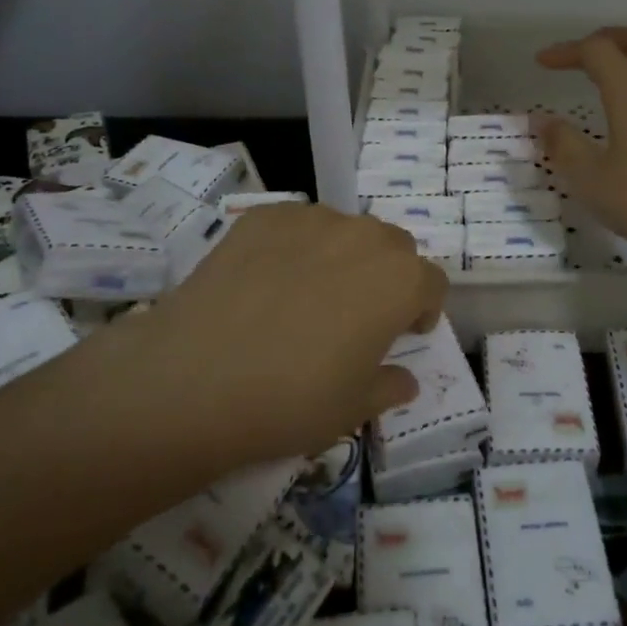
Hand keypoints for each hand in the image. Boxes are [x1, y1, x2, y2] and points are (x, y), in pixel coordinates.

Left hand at [136, 203, 444, 461]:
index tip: (404, 333)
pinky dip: (295, 246)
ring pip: (345, 230)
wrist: (194, 379)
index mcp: (399, 280)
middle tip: (358, 314)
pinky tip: (267, 281)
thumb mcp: (353, 409)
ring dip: (343, 256)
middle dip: (387, 276)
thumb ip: (389, 387)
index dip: (423, 309)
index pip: (432, 282)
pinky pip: (296, 225)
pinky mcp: (263, 217)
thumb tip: (403, 381)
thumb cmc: (290, 400)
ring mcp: (311, 220)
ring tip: (308, 295)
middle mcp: (364, 236)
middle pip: (393, 247)